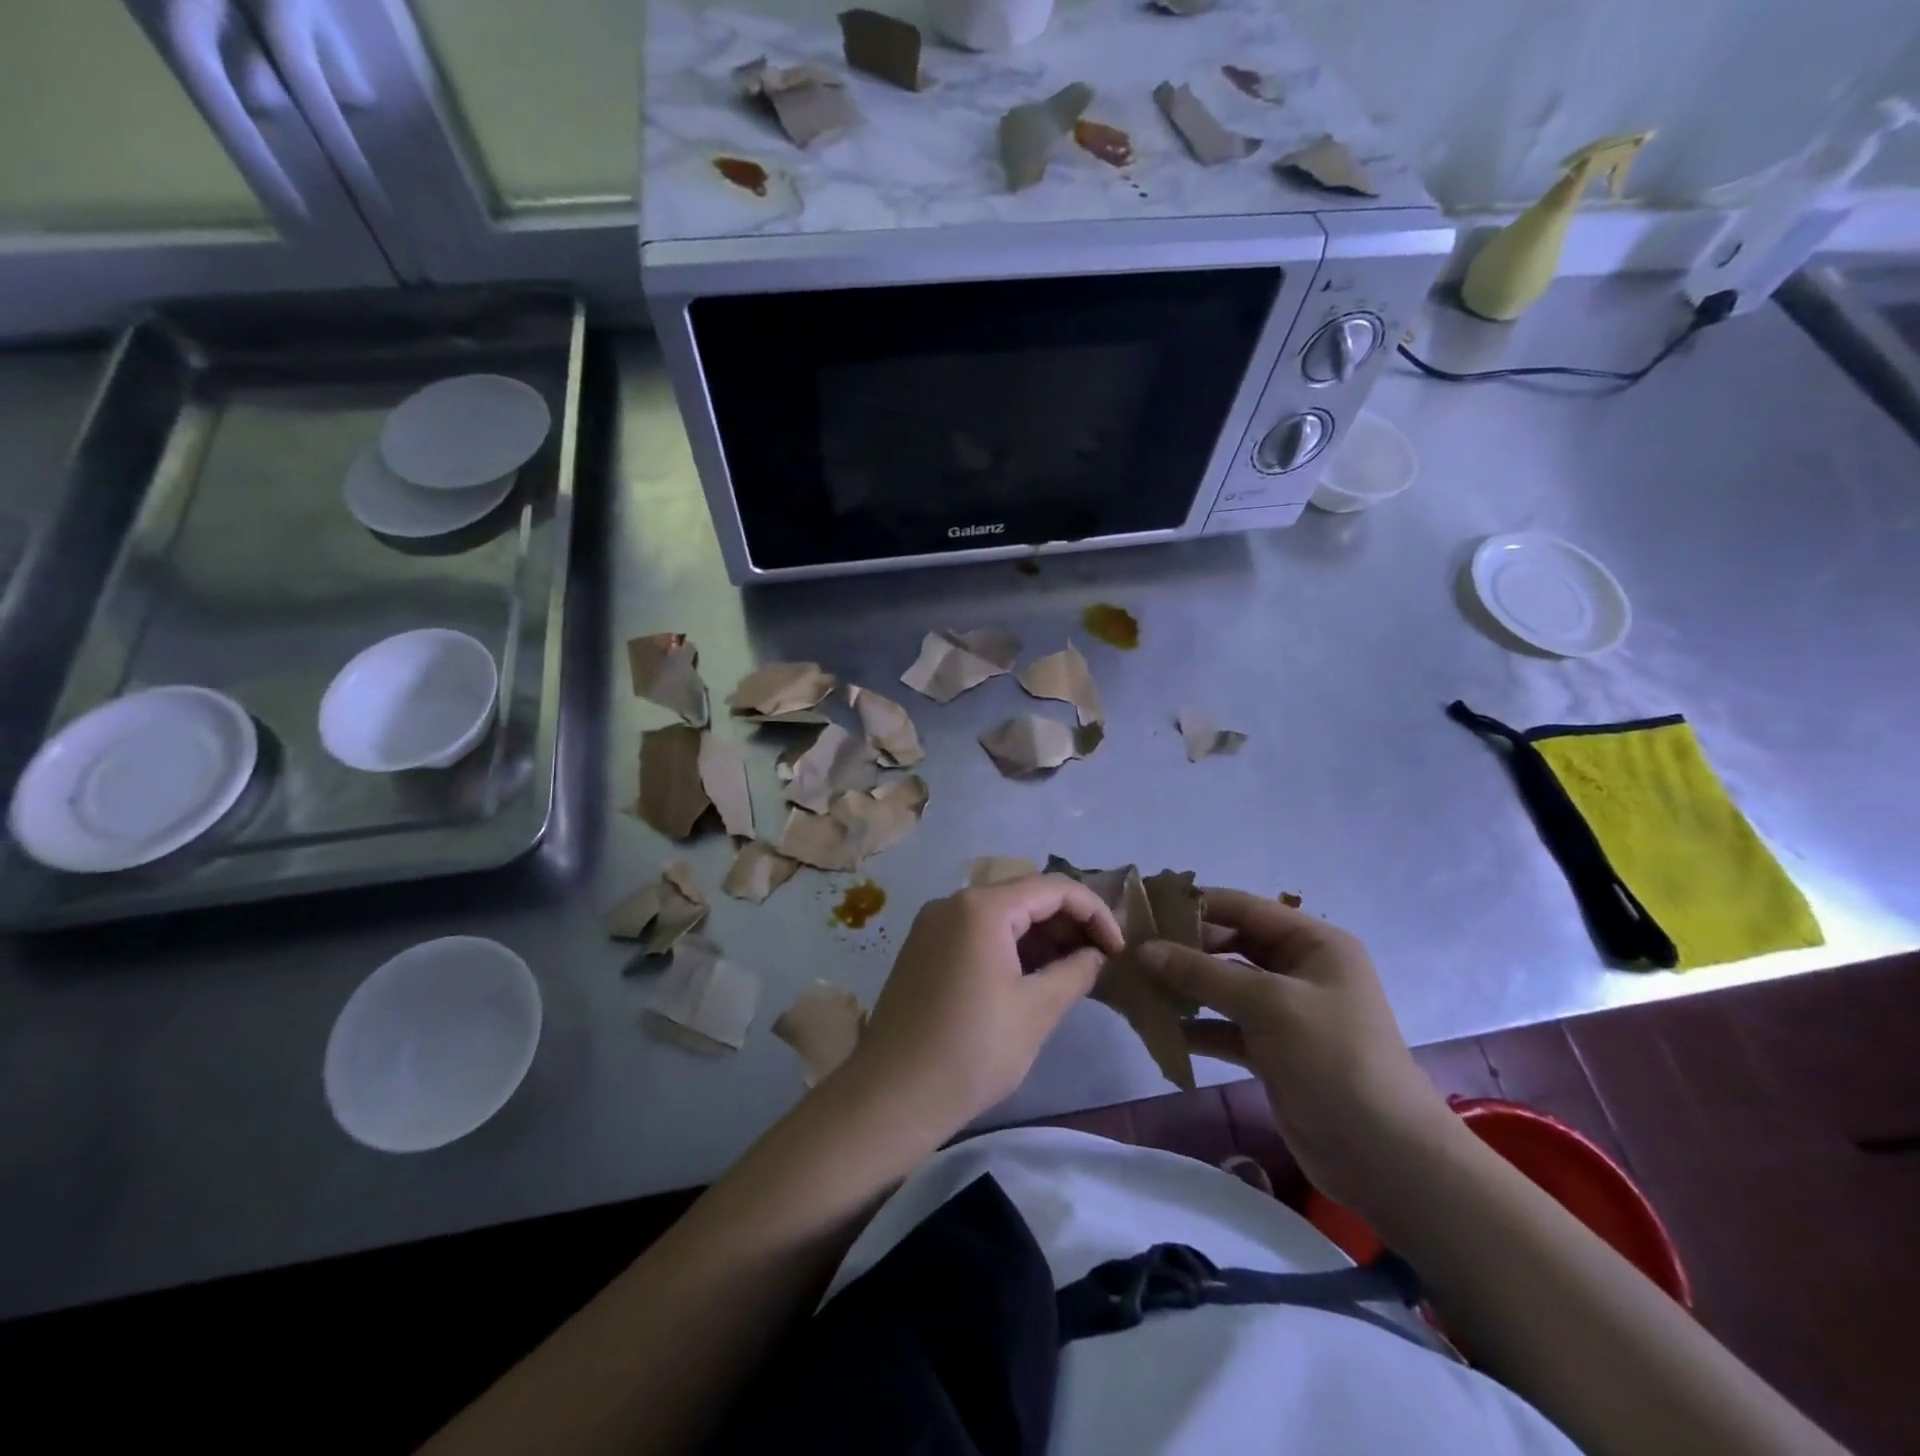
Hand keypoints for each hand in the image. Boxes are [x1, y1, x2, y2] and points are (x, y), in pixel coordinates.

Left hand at [844, 875, 1124, 1135]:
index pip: (1053, 888)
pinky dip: (1010, 948)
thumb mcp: (1036, 1011)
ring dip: (1041, 937)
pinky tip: (1033, 978)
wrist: (891, 1096)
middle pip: (1025, 896)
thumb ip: (1075, 972)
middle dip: (1068, 923)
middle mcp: (954, 903)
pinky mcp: (924, 949)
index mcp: (982, 908)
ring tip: (1073, 972)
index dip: (1094, 913)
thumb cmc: (971, 1051)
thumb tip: (1095, 955)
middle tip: (1100, 961)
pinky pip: (977, 934)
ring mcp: (933, 925)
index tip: (1119, 950)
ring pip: (1001, 916)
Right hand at [1138, 889, 1452, 1205]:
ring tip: (1137, 987)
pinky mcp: (1272, 1050)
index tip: (1144, 909)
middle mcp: (1299, 970)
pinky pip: (1225, 1026)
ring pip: (1224, 986)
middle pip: (1231, 945)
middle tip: (1133, 952)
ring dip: (1185, 987)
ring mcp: (1285, 1012)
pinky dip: (1196, 1026)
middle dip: (1185, 949)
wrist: (1384, 1157)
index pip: (1244, 908)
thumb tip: (1145, 950)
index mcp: (1313, 944)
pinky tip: (1160, 1029)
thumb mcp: (1269, 1004)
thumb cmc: (1333, 1059)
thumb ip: (1204, 973)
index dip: (1195, 905)